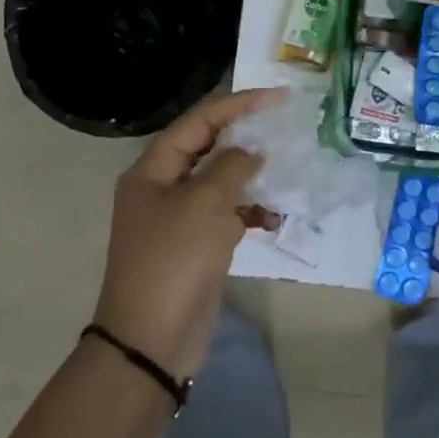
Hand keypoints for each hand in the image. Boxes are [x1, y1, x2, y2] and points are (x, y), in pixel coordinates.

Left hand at [93, 88, 282, 380]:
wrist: (152, 341)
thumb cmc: (174, 260)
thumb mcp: (205, 203)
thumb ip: (233, 166)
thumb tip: (252, 153)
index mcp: (153, 169)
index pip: (199, 121)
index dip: (238, 104)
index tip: (277, 96)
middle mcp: (163, 187)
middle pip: (209, 147)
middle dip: (247, 136)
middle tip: (285, 125)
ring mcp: (179, 218)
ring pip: (221, 181)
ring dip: (253, 175)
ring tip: (287, 168)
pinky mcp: (196, 245)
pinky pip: (227, 214)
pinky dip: (250, 211)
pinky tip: (275, 216)